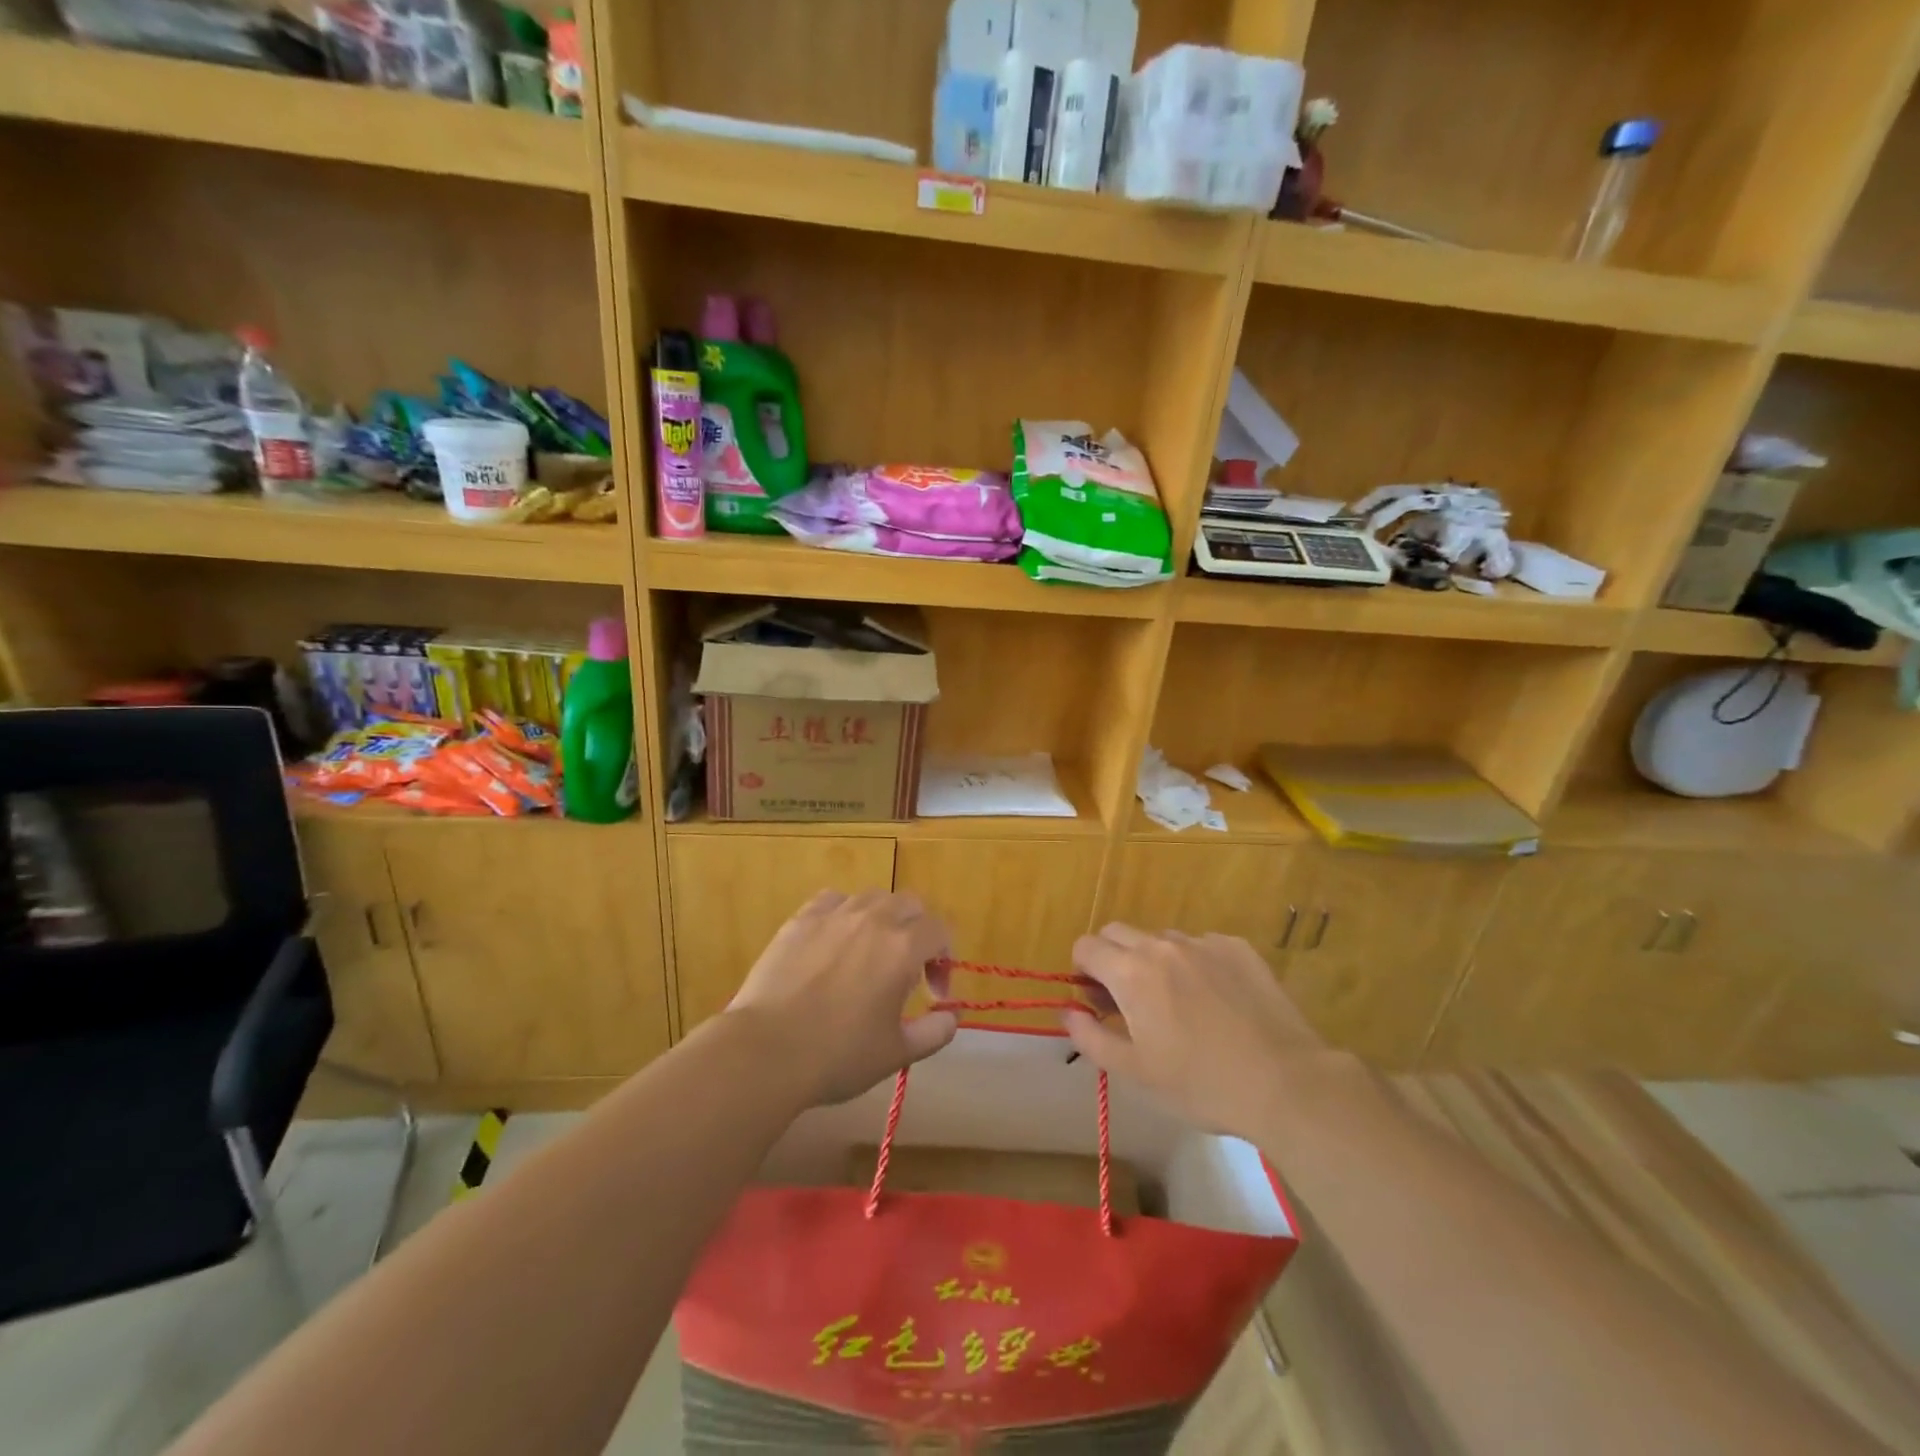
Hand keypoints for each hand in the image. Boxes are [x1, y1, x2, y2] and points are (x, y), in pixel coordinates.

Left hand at [727, 890, 957, 1105]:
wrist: (766, 1051)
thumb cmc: (838, 1056)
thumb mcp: (897, 1053)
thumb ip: (935, 1032)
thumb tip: (952, 1016)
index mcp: (903, 947)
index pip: (940, 931)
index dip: (945, 960)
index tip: (933, 994)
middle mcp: (873, 919)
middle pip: (910, 904)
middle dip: (918, 931)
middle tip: (908, 968)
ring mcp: (834, 914)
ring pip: (873, 897)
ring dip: (883, 918)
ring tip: (871, 952)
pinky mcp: (801, 919)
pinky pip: (833, 900)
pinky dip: (844, 913)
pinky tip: (835, 939)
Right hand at [1062, 924, 1343, 1139]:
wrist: (1285, 1082)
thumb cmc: (1200, 1084)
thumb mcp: (1134, 1072)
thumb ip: (1090, 1037)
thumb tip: (1068, 1010)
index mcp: (1131, 972)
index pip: (1086, 946)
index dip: (1082, 970)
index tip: (1096, 1000)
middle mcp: (1163, 946)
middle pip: (1118, 932)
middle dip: (1111, 958)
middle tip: (1127, 1000)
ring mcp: (1204, 943)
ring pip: (1161, 939)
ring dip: (1154, 961)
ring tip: (1177, 1003)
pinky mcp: (1238, 948)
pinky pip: (1201, 945)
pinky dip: (1194, 964)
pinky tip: (1216, 1001)